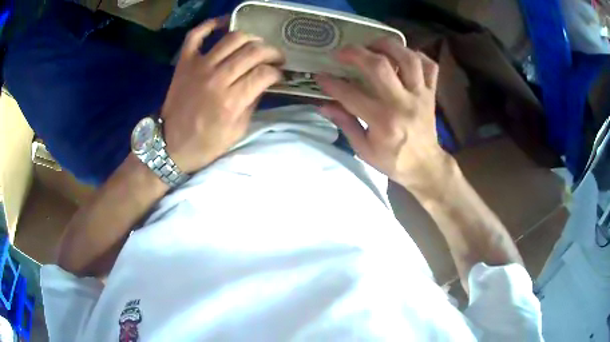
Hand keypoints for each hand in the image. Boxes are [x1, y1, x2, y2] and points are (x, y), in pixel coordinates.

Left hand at [160, 17, 283, 172]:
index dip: (277, 72)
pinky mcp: (184, 62)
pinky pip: (197, 34)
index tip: (279, 75)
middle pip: (253, 51)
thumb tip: (264, 82)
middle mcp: (217, 78)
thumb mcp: (237, 131)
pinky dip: (211, 24)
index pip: (264, 73)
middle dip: (271, 52)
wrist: (171, 145)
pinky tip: (224, 23)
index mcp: (231, 101)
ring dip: (251, 38)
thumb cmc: (205, 143)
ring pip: (233, 38)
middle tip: (275, 58)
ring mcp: (199, 66)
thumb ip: (252, 103)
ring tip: (255, 45)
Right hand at [315, 38, 452, 195]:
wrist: (425, 166)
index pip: (351, 94)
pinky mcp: (431, 93)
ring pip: (408, 59)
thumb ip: (345, 123)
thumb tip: (324, 104)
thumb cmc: (393, 161)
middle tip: (342, 52)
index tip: (320, 76)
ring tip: (372, 45)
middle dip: (356, 53)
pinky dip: (417, 54)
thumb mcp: (364, 149)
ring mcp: (420, 95)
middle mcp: (402, 103)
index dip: (331, 82)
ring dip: (387, 45)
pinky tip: (403, 55)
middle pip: (379, 66)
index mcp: (382, 121)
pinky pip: (429, 66)